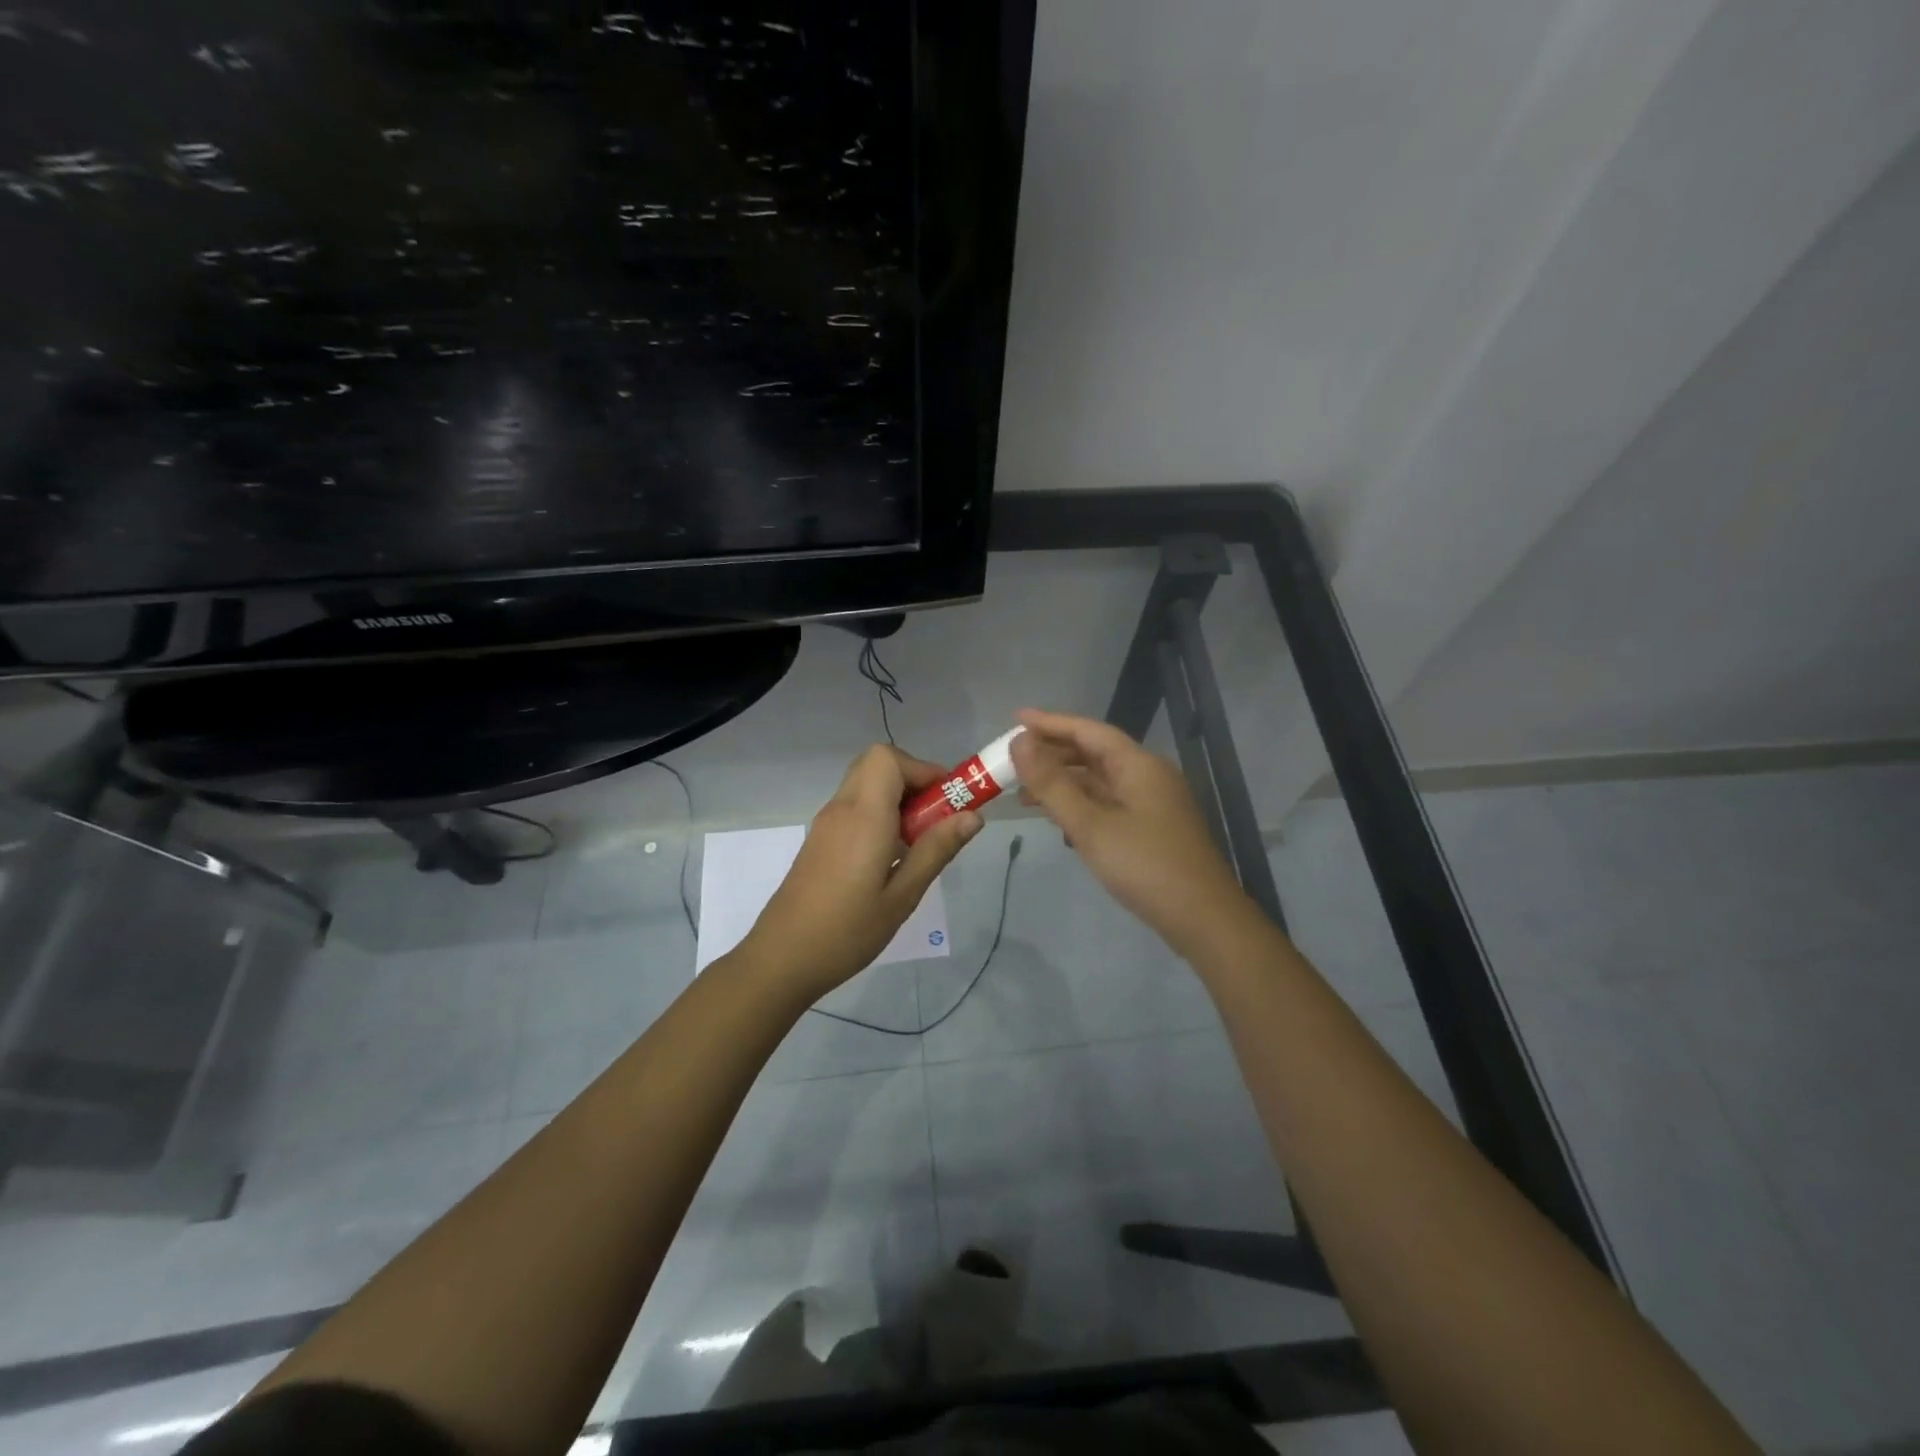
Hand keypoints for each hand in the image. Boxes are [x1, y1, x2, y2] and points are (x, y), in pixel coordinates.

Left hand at [740, 745, 981, 1001]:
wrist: (781, 958)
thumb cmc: (847, 931)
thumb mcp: (902, 896)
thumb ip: (936, 850)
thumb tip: (973, 816)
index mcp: (863, 816)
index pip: (889, 758)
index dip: (923, 769)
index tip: (948, 802)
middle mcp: (841, 808)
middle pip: (877, 763)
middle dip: (913, 779)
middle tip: (935, 818)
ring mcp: (826, 823)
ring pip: (865, 783)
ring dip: (897, 797)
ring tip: (917, 841)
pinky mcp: (820, 839)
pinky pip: (854, 806)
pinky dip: (879, 812)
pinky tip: (890, 856)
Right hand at [1010, 709, 1252, 956]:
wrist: (1203, 919)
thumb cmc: (1145, 866)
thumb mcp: (1090, 825)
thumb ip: (1052, 783)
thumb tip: (1019, 742)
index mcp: (1138, 765)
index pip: (1088, 731)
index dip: (1050, 723)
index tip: (1015, 720)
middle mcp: (1147, 776)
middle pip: (1094, 753)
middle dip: (1052, 755)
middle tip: (1012, 761)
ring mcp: (1152, 803)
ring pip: (1100, 781)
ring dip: (1063, 783)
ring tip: (1024, 794)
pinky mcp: (1151, 828)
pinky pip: (1108, 804)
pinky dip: (1080, 805)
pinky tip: (1059, 821)